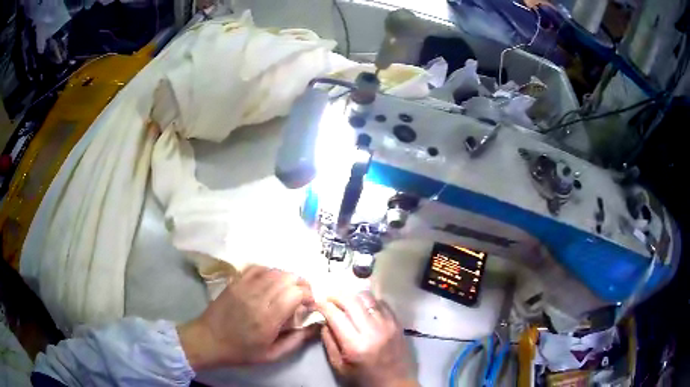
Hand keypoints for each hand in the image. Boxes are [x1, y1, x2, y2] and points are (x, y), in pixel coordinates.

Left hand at [178, 265, 317, 369]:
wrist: (208, 340)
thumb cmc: (241, 351)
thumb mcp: (272, 355)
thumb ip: (297, 340)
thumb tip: (317, 325)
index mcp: (268, 319)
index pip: (296, 293)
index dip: (309, 295)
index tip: (309, 305)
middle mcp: (257, 298)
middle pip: (288, 277)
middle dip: (302, 285)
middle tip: (302, 297)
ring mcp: (244, 287)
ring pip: (275, 270)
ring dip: (287, 278)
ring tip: (288, 290)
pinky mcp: (235, 281)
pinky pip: (258, 267)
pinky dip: (270, 272)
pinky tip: (271, 282)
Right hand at [318, 292, 417, 386]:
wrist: (395, 383)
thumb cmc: (364, 378)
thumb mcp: (339, 366)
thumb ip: (329, 342)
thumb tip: (324, 320)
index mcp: (355, 345)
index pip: (336, 316)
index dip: (324, 305)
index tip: (317, 302)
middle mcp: (373, 331)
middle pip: (352, 301)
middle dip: (337, 296)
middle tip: (329, 298)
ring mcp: (388, 325)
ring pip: (368, 298)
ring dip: (354, 296)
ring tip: (346, 300)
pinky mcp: (398, 323)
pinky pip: (382, 303)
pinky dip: (370, 301)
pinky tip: (364, 307)